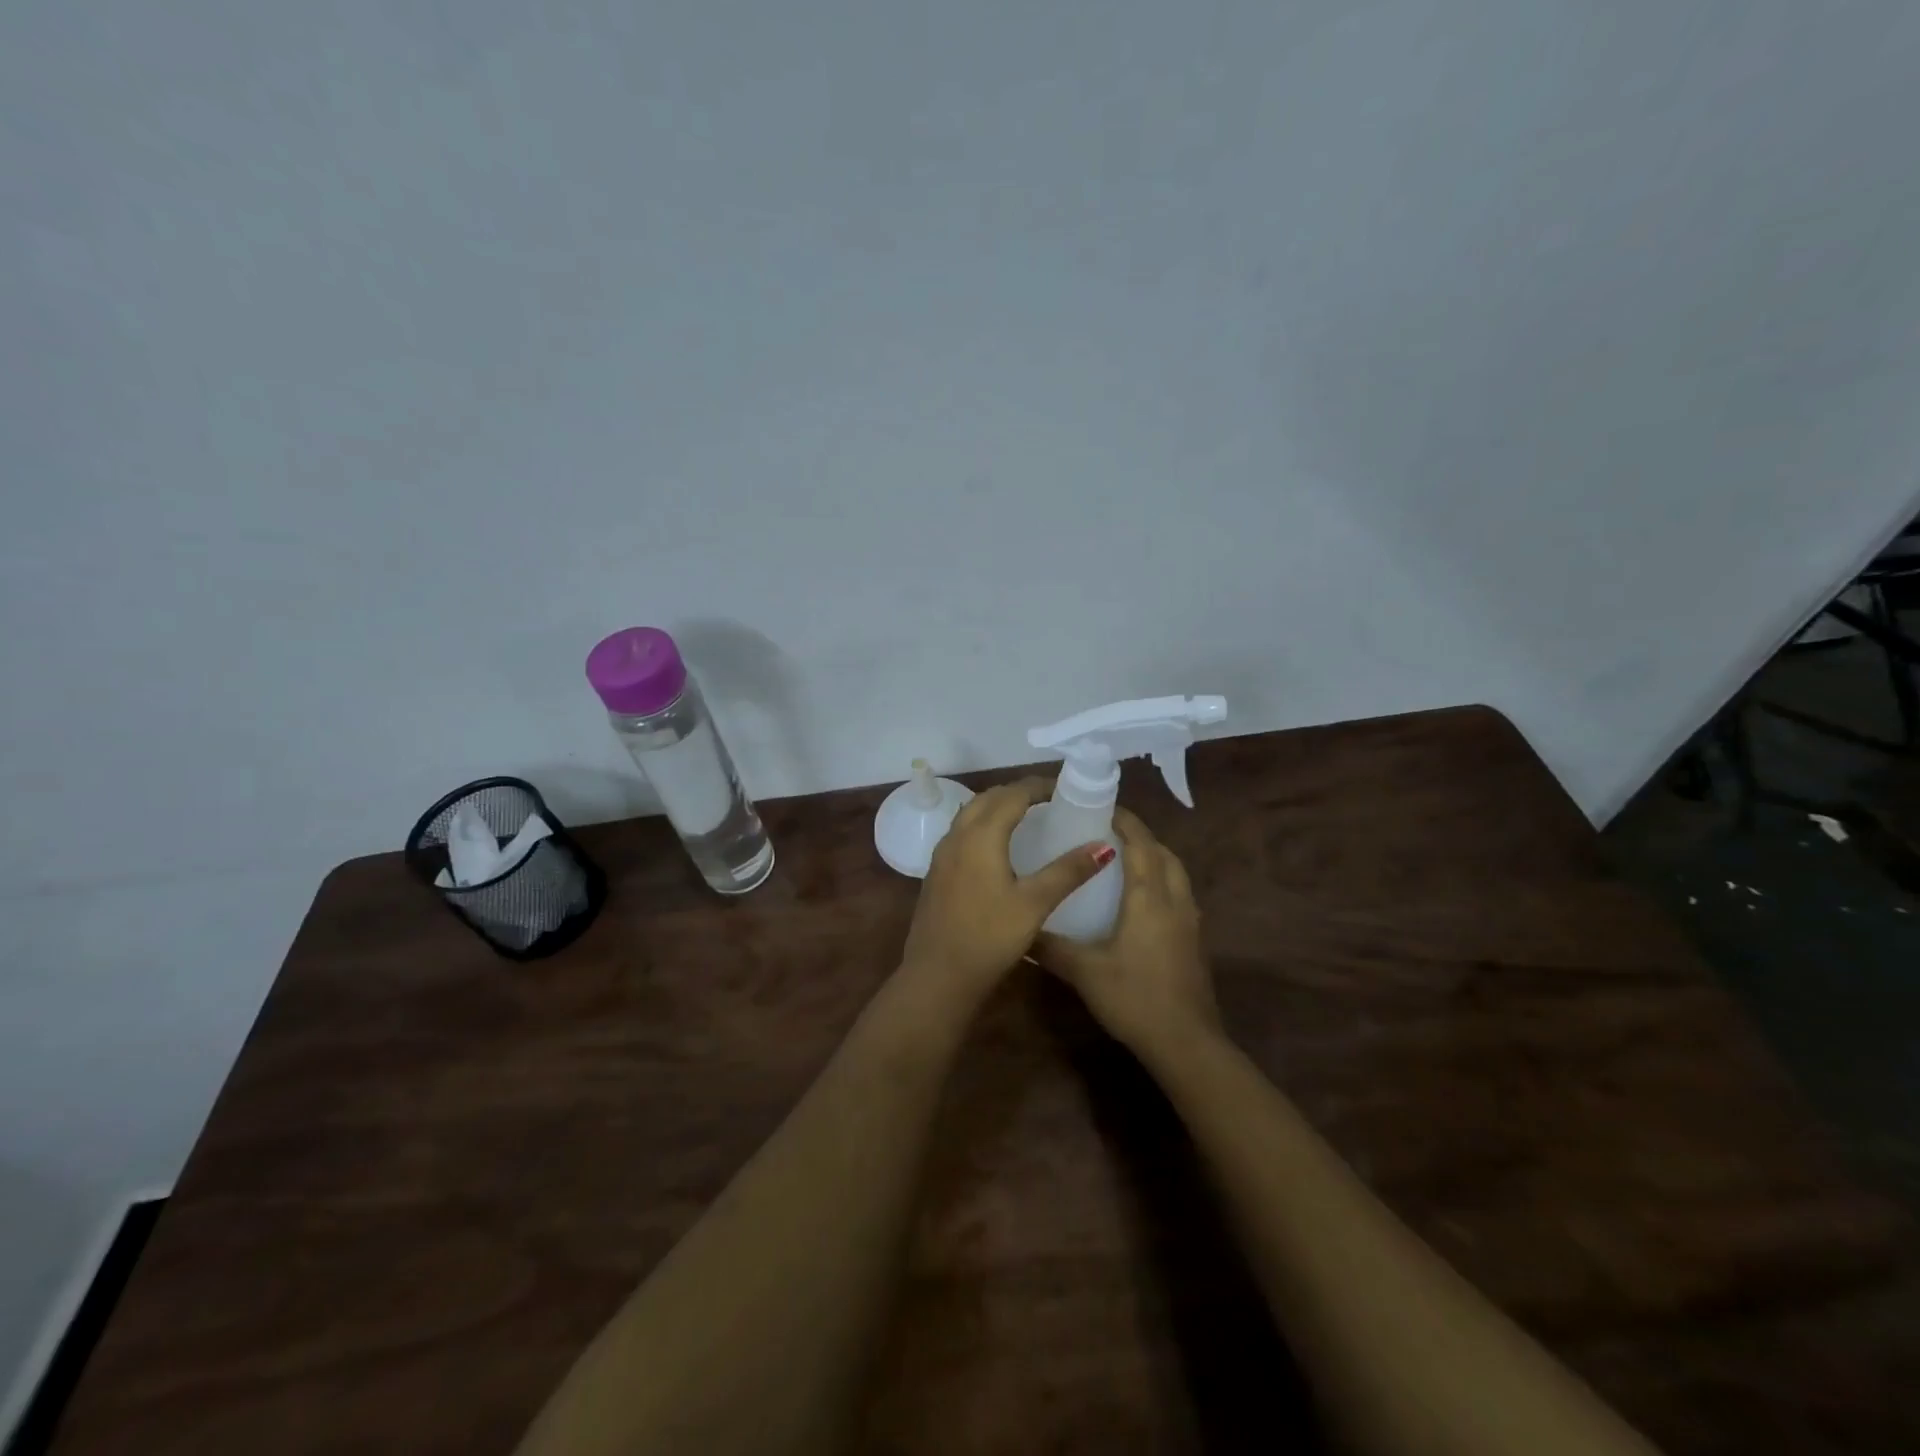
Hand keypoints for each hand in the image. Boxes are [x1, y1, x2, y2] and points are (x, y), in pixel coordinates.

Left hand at [900, 777, 1111, 1004]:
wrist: (937, 975)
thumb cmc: (990, 938)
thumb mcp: (1035, 904)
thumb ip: (1068, 872)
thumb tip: (1104, 846)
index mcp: (981, 836)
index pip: (1012, 794)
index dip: (1038, 786)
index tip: (1064, 789)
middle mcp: (957, 836)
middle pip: (988, 798)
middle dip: (1017, 792)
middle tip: (1049, 800)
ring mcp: (942, 854)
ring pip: (970, 813)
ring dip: (997, 806)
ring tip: (1026, 816)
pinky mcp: (936, 872)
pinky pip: (961, 832)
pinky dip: (982, 824)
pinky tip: (997, 847)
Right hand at [1037, 808, 1219, 1057]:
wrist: (1186, 1043)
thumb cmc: (1135, 998)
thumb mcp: (1084, 972)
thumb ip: (1051, 947)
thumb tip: (1020, 928)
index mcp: (1150, 898)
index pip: (1141, 844)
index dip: (1125, 821)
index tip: (1102, 808)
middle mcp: (1175, 901)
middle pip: (1163, 853)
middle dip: (1140, 836)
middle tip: (1108, 831)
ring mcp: (1190, 922)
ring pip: (1176, 873)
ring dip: (1154, 857)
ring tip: (1123, 858)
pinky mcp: (1194, 941)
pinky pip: (1179, 894)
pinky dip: (1162, 881)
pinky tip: (1140, 900)